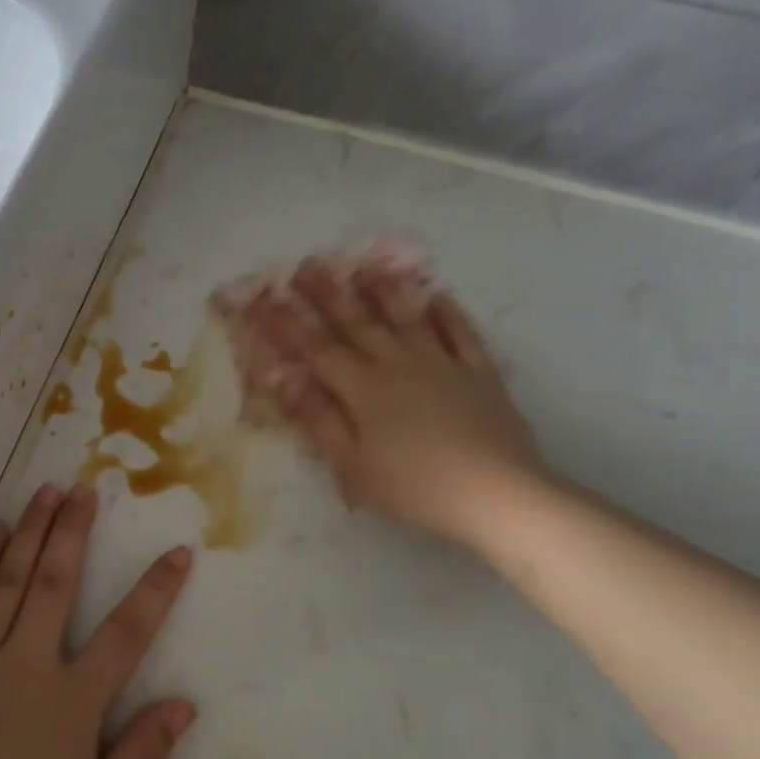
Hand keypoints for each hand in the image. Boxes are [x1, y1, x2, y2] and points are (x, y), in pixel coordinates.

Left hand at [0, 483, 195, 758]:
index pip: (127, 633)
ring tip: (46, 492)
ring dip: (31, 531)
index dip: (156, 590)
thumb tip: (184, 706)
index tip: (178, 552)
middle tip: (85, 489)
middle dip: (74, 531)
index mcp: (71, 701)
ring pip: (9, 576)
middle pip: (57, 581)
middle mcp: (26, 661)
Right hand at [248, 259, 549, 546]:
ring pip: (407, 319)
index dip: (287, 324)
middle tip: (307, 265)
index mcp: (364, 389)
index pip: (316, 349)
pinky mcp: (479, 374)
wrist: (496, 493)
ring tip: (365, 267)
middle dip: (328, 294)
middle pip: (358, 322)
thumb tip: (284, 381)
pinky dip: (448, 314)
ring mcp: (443, 365)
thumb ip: (319, 420)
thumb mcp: (353, 465)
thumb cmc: (415, 487)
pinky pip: (461, 335)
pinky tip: (438, 297)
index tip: (263, 300)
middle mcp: (399, 365)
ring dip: (384, 291)